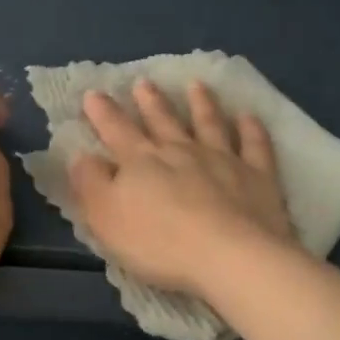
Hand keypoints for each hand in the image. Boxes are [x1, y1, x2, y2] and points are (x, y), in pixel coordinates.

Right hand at [67, 78, 295, 297]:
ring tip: (196, 85)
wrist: (230, 256)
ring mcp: (223, 159)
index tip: (94, 93)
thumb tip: (81, 156)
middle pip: (163, 121)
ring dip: (201, 103)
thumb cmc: (159, 243)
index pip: (116, 130)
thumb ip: (90, 184)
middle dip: (150, 101)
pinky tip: (249, 116)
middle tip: (143, 82)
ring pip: (209, 123)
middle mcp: (181, 151)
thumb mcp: (107, 218)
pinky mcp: (257, 176)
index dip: (103, 112)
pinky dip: (251, 128)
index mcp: (142, 161)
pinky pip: (255, 145)